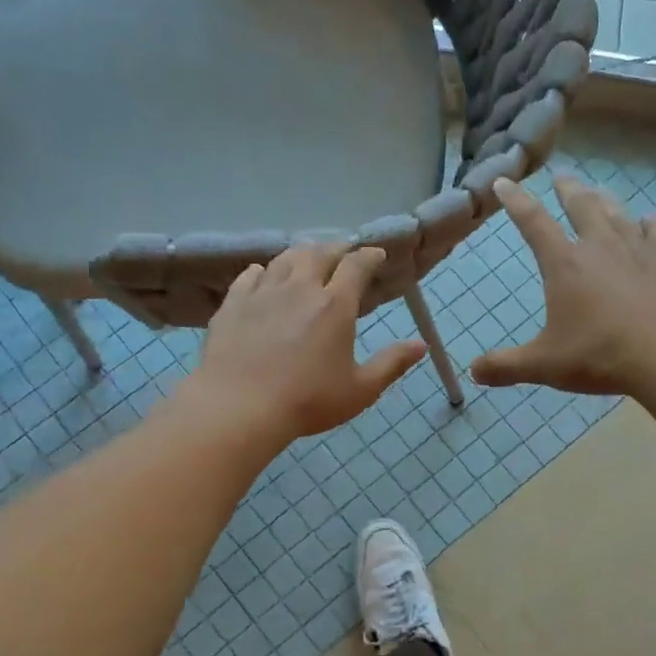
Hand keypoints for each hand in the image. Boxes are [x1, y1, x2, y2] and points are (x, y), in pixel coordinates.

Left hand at [185, 243, 425, 445]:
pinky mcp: (234, 303)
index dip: (369, 256)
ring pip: (285, 259)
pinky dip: (264, 270)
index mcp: (335, 305)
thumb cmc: (308, 401)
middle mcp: (300, 288)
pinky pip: (251, 275)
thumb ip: (391, 364)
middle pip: (320, 253)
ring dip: (302, 253)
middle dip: (337, 248)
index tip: (376, 254)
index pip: (357, 265)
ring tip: (308, 257)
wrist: (239, 406)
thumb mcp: (360, 389)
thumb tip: (420, 345)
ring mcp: (264, 292)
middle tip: (344, 252)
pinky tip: (264, 274)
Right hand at [472, 176, 655, 395]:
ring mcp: (640, 251)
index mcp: (565, 264)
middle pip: (581, 207)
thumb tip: (472, 371)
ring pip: (618, 215)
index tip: (504, 182)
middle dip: (568, 191)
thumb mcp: (545, 365)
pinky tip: (650, 221)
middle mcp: (600, 247)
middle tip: (562, 176)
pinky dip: (649, 225)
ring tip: (599, 192)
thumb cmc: (601, 354)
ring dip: (605, 201)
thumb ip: (506, 366)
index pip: (533, 223)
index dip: (515, 201)